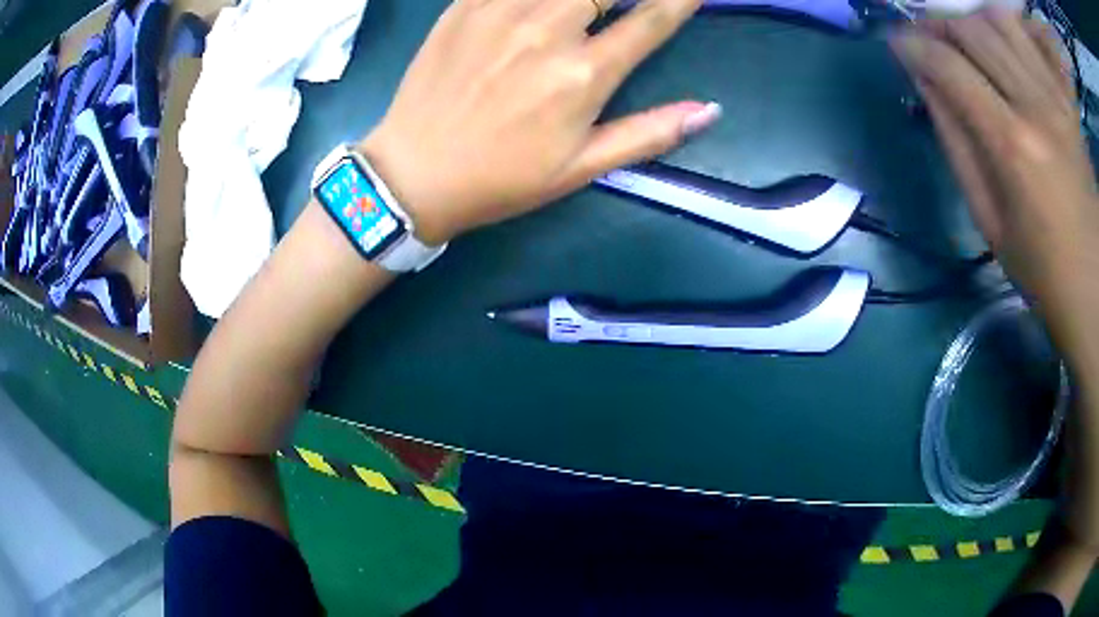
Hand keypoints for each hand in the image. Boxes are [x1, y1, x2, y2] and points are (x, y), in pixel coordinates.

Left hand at [360, 0, 718, 245]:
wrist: (413, 174)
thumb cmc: (501, 178)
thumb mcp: (581, 167)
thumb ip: (648, 133)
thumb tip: (708, 111)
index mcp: (582, 75)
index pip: (650, 20)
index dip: (679, 0)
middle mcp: (547, 31)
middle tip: (625, 5)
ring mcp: (500, 12)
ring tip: (586, 6)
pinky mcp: (463, 6)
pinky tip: (539, 2)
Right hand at [893, 10, 1098, 554]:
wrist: (1093, 288)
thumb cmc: (1041, 269)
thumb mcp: (988, 219)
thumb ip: (955, 140)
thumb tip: (924, 82)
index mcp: (1012, 145)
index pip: (947, 64)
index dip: (911, 45)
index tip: (895, 44)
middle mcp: (1035, 106)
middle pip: (971, 30)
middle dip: (937, 25)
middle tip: (927, 40)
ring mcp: (1055, 98)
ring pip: (999, 20)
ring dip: (972, 21)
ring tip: (966, 40)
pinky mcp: (1065, 101)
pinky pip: (1027, 37)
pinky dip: (1004, 26)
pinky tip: (999, 45)